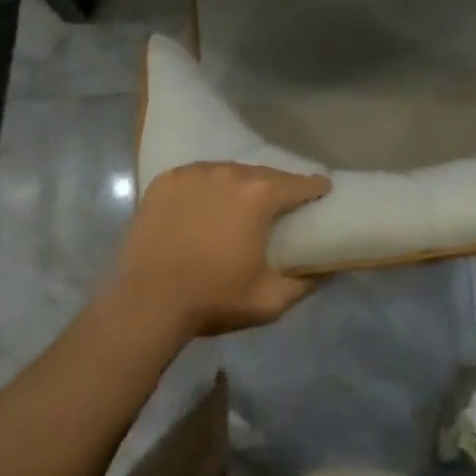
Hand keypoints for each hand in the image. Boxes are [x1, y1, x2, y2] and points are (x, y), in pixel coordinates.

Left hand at [111, 162, 331, 336]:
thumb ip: (306, 283)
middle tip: (279, 205)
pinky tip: (203, 207)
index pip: (298, 183)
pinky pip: (196, 177)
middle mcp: (229, 172)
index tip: (322, 191)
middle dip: (275, 187)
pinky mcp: (167, 180)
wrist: (146, 303)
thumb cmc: (213, 299)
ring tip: (238, 205)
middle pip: (262, 174)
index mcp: (259, 195)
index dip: (314, 188)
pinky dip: (205, 188)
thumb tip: (329, 269)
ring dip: (238, 186)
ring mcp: (195, 172)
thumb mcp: (269, 300)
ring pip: (228, 172)